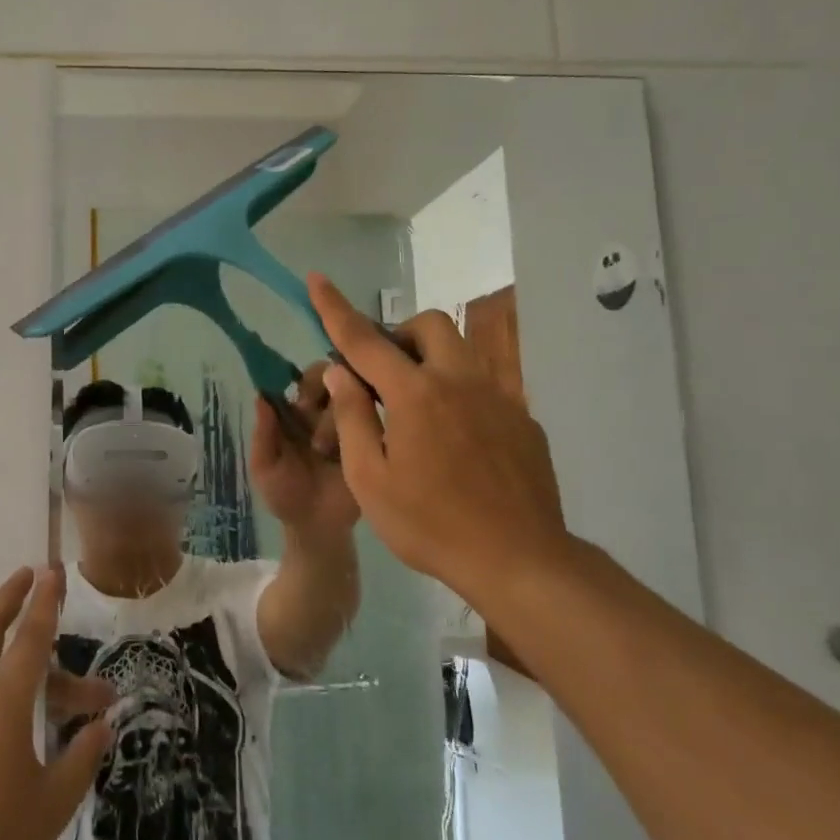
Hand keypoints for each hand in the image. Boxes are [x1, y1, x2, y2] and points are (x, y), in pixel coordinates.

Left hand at [250, 360, 360, 536]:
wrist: (319, 529)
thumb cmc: (285, 496)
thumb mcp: (265, 467)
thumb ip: (263, 434)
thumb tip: (260, 395)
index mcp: (294, 414)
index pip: (300, 379)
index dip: (301, 382)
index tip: (301, 400)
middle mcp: (321, 412)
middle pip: (328, 376)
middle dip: (321, 389)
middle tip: (310, 412)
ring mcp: (348, 423)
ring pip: (347, 394)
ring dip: (332, 416)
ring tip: (322, 450)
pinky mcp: (369, 438)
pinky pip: (369, 417)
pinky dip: (361, 423)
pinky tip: (350, 445)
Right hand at [308, 273, 569, 600]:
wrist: (519, 560)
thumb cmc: (430, 524)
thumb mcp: (370, 478)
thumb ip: (352, 417)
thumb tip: (341, 372)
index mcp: (415, 394)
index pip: (364, 339)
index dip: (335, 308)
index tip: (317, 279)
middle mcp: (460, 382)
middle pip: (431, 325)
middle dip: (400, 333)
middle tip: (382, 372)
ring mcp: (498, 398)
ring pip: (462, 350)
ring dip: (430, 358)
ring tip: (415, 404)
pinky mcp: (522, 420)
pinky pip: (484, 387)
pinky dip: (457, 393)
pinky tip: (453, 440)